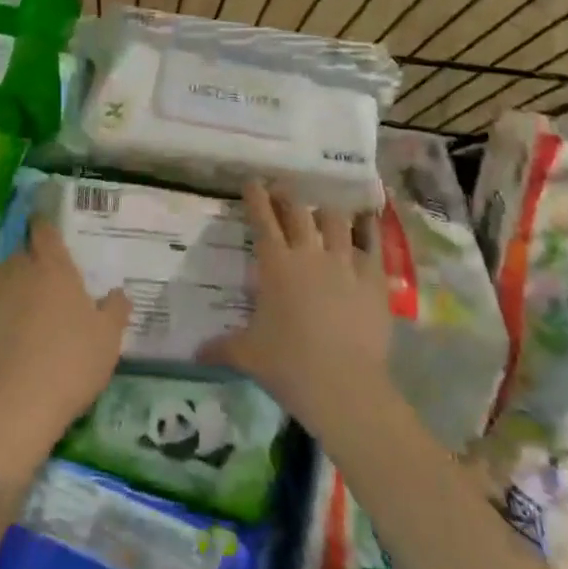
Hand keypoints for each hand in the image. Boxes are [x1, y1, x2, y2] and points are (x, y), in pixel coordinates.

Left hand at [0, 220, 130, 474]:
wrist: (15, 406)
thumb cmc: (70, 366)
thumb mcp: (108, 340)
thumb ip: (116, 310)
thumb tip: (118, 292)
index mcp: (56, 269)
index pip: (46, 231)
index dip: (45, 225)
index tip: (46, 225)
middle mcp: (21, 270)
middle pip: (24, 253)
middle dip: (33, 260)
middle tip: (46, 280)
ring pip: (0, 270)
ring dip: (10, 276)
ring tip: (19, 295)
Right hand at [201, 182, 393, 434]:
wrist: (345, 386)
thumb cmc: (289, 366)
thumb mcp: (247, 355)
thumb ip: (221, 347)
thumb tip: (194, 353)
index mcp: (275, 265)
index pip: (262, 219)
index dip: (256, 197)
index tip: (253, 181)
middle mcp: (309, 253)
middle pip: (298, 211)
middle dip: (287, 196)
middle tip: (282, 189)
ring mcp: (345, 263)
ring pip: (335, 220)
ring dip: (326, 213)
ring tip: (323, 212)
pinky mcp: (374, 278)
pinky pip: (372, 243)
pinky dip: (368, 229)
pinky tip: (367, 220)